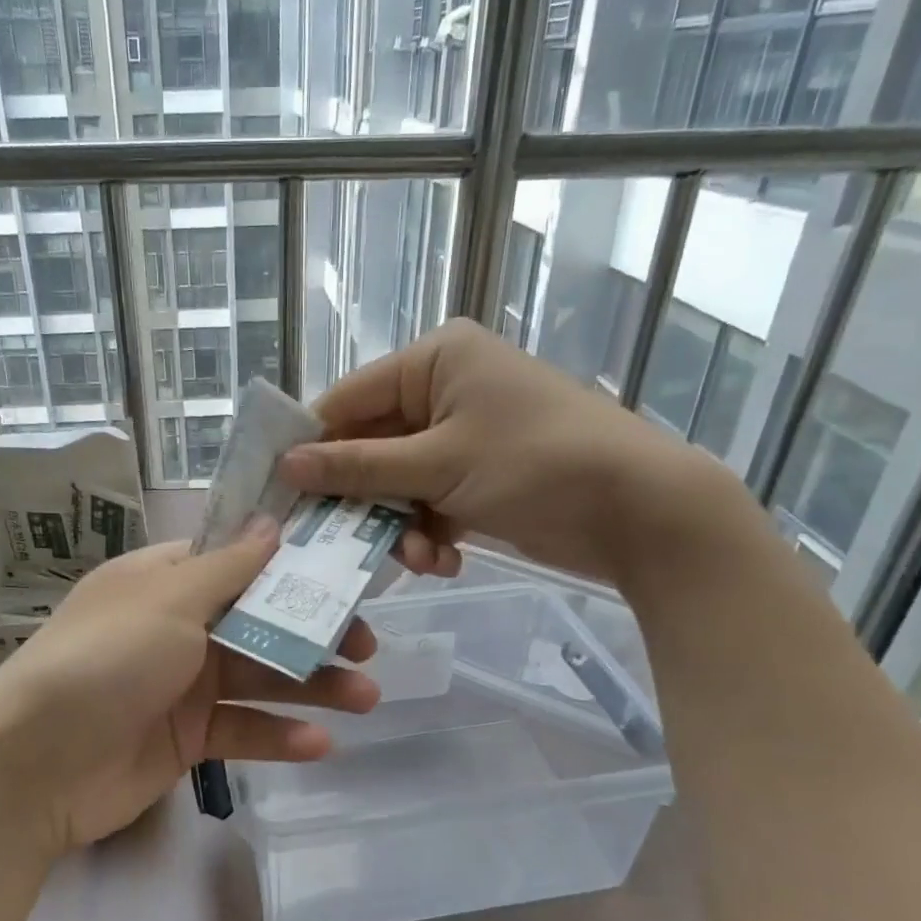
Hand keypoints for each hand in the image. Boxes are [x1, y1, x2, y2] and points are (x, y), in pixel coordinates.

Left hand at [0, 518, 379, 857]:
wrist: (33, 766)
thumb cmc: (104, 661)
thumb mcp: (168, 601)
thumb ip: (229, 568)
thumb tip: (272, 522)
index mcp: (166, 581)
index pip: (239, 560)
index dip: (292, 564)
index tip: (347, 569)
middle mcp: (177, 626)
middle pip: (260, 620)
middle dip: (315, 630)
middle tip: (368, 644)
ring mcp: (183, 685)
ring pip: (260, 676)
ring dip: (312, 685)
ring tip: (367, 697)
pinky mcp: (187, 738)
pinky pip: (242, 730)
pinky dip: (279, 735)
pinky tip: (320, 745)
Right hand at [278, 321, 727, 586]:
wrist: (641, 510)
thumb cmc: (536, 465)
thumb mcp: (438, 465)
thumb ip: (357, 467)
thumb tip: (286, 465)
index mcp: (435, 359)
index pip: (348, 399)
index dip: (312, 446)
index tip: (279, 494)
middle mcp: (446, 388)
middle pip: (371, 445)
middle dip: (365, 499)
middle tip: (337, 542)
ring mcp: (464, 434)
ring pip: (398, 482)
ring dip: (399, 525)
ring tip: (416, 558)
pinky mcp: (480, 474)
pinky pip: (430, 501)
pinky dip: (430, 533)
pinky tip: (443, 560)